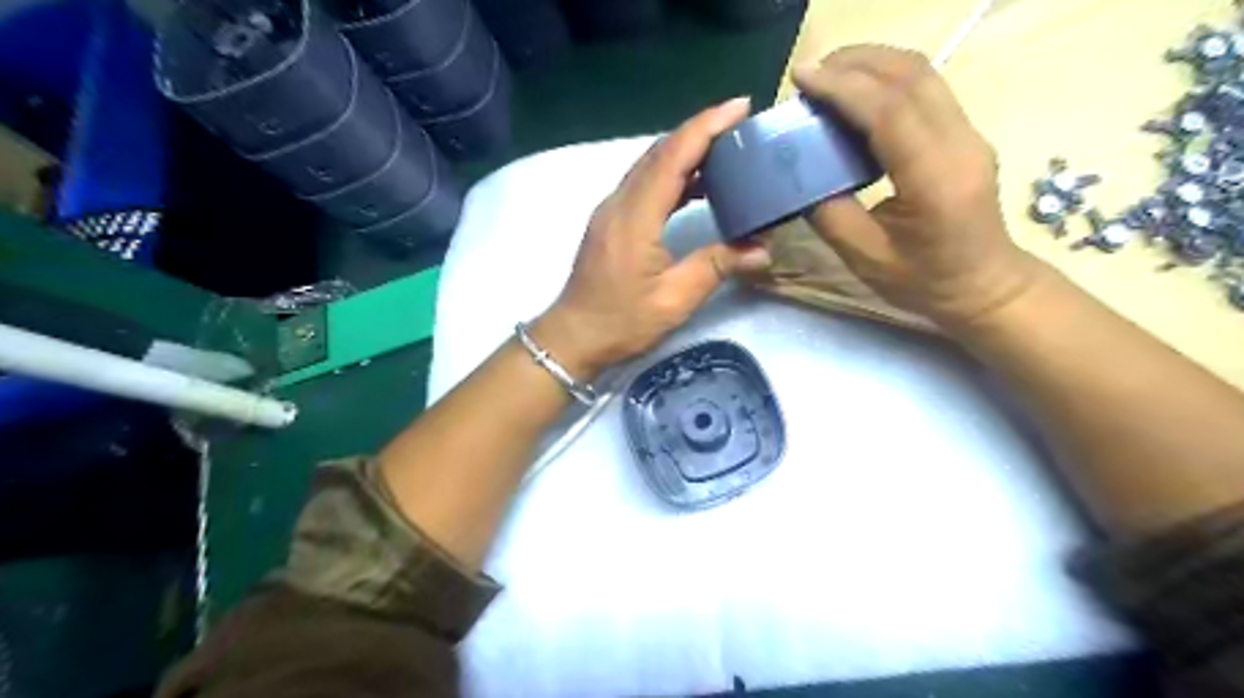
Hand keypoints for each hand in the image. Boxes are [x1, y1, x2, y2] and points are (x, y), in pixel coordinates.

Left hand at [533, 97, 768, 376]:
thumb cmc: (621, 322)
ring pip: (650, 165)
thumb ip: (716, 266)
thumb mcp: (674, 300)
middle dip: (699, 131)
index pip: (672, 158)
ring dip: (685, 150)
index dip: (705, 127)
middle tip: (741, 124)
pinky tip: (697, 185)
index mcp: (635, 218)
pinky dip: (672, 174)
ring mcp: (611, 210)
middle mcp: (619, 203)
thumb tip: (762, 249)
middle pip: (659, 153)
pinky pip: (644, 183)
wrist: (574, 336)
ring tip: (725, 149)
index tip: (739, 107)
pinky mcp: (611, 220)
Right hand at [790, 47, 1040, 328]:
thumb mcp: (865, 257)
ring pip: (923, 74)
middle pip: (912, 75)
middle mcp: (960, 144)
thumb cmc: (924, 281)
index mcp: (935, 179)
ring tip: (829, 76)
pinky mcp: (964, 134)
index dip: (843, 87)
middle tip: (810, 73)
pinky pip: (927, 90)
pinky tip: (858, 95)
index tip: (802, 77)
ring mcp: (969, 134)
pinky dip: (887, 81)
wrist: (984, 286)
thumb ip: (830, 213)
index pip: (890, 111)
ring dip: (873, 64)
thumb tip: (801, 175)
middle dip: (856, 62)